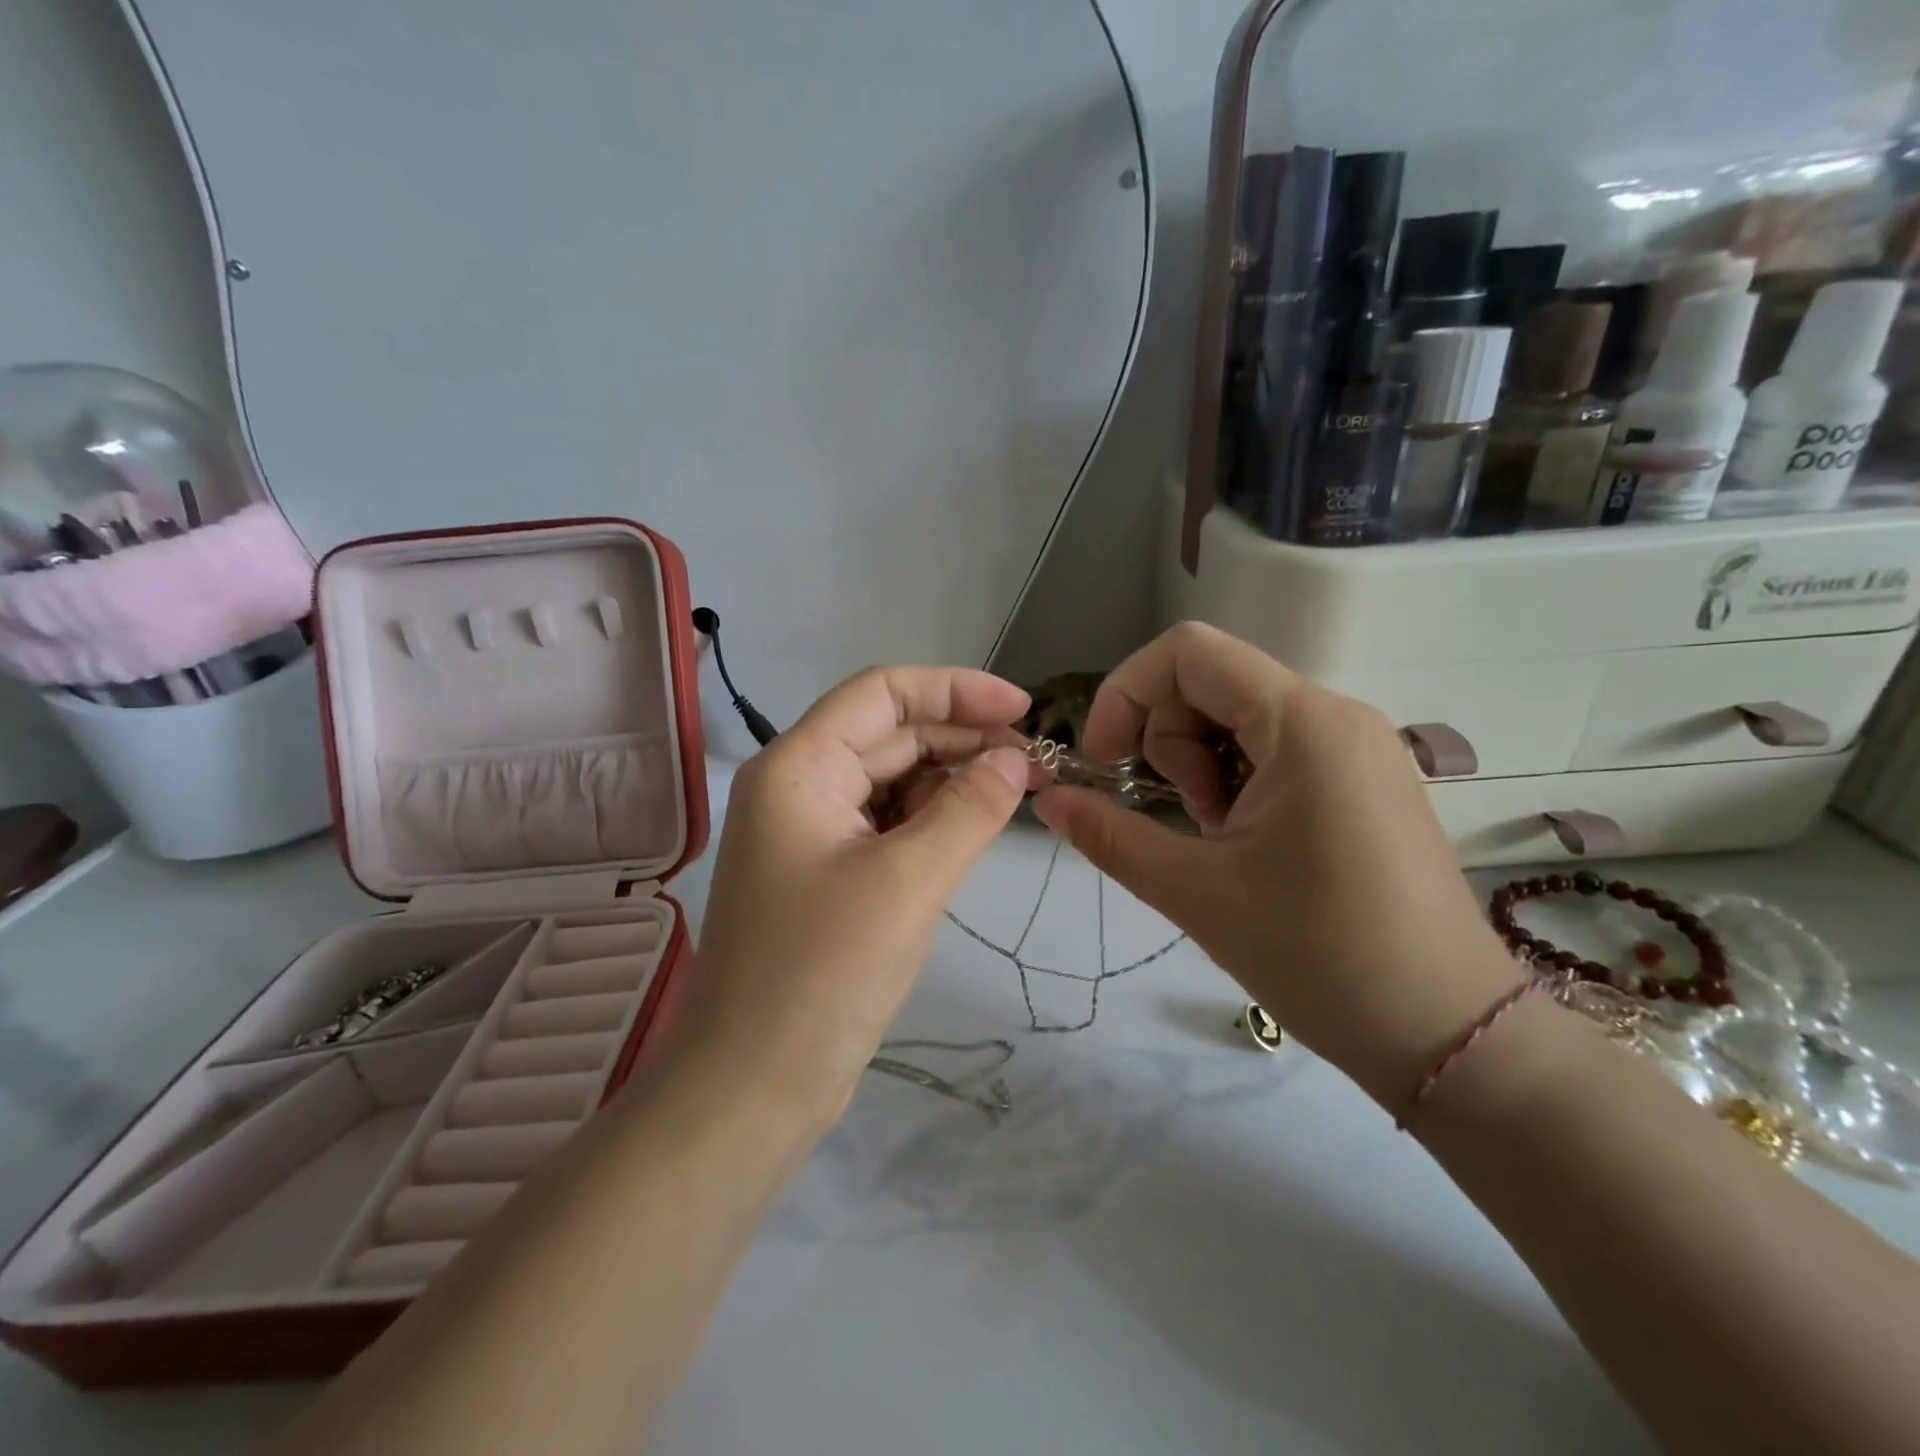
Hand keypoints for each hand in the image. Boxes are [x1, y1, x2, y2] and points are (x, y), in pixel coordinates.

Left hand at [669, 667, 1038, 1126]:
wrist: (752, 1087)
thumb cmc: (822, 973)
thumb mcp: (908, 881)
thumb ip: (968, 809)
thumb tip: (1014, 761)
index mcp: (798, 767)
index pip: (881, 694)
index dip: (955, 689)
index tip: (1022, 709)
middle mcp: (800, 786)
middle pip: (890, 735)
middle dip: (963, 738)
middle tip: (1035, 762)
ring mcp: (813, 833)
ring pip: (893, 780)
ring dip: (953, 779)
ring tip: (1018, 791)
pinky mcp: (831, 874)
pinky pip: (890, 825)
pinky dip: (934, 819)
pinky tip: (976, 825)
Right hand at [1032, 623, 1519, 1107]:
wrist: (1448, 1035)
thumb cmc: (1320, 957)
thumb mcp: (1194, 892)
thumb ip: (1109, 834)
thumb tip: (1045, 798)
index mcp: (1303, 723)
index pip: (1188, 652)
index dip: (1126, 693)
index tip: (1105, 763)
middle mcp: (1336, 714)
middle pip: (1210, 682)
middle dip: (1169, 741)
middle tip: (1183, 819)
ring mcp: (1356, 745)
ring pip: (1239, 716)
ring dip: (1201, 765)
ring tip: (1218, 839)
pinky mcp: (1363, 778)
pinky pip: (1274, 748)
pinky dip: (1236, 780)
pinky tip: (1248, 843)